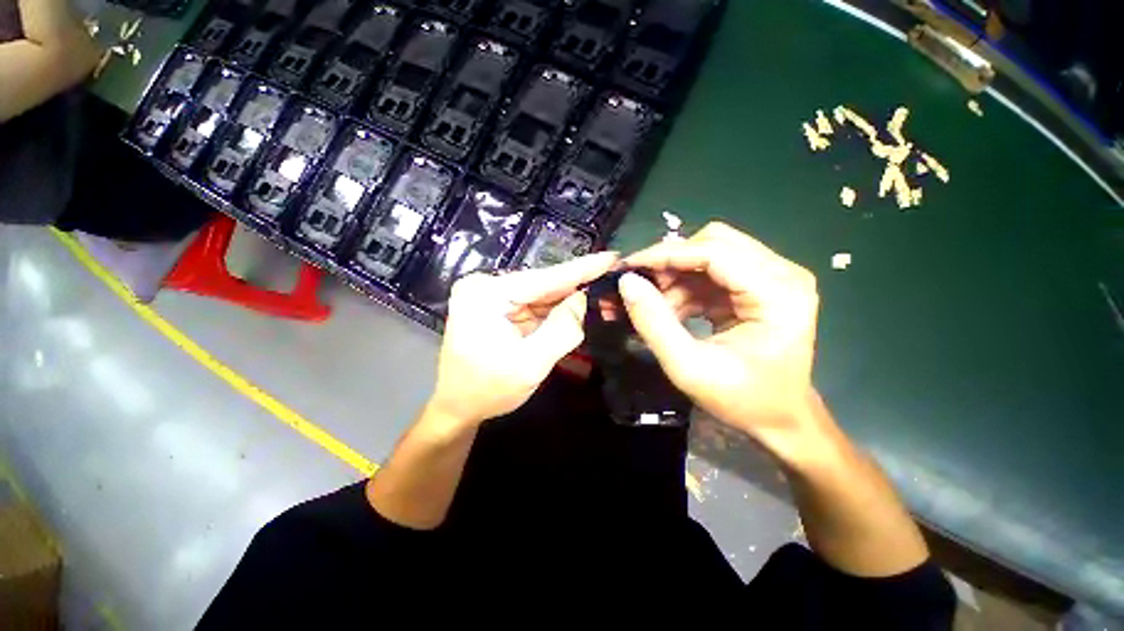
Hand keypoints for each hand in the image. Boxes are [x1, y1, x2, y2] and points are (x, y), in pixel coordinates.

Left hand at [429, 252, 618, 426]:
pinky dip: (554, 310)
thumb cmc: (488, 390)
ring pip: (541, 294)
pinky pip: (533, 304)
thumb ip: (561, 330)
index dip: (581, 269)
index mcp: (487, 294)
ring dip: (567, 299)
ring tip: (599, 295)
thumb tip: (582, 299)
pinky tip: (575, 309)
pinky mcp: (497, 306)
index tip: (611, 256)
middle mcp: (486, 287)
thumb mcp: (530, 364)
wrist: (457, 407)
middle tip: (612, 278)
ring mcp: (490, 295)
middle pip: (543, 284)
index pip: (544, 278)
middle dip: (577, 286)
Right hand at [618, 223, 821, 457]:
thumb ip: (654, 324)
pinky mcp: (756, 287)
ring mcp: (771, 278)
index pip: (714, 252)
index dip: (665, 255)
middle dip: (669, 263)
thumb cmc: (741, 399)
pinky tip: (669, 312)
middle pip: (713, 243)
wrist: (779, 418)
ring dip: (673, 277)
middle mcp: (781, 274)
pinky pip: (710, 273)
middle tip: (637, 285)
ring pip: (708, 255)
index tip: (627, 266)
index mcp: (778, 292)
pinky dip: (683, 288)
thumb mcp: (689, 368)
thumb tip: (626, 282)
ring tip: (652, 307)